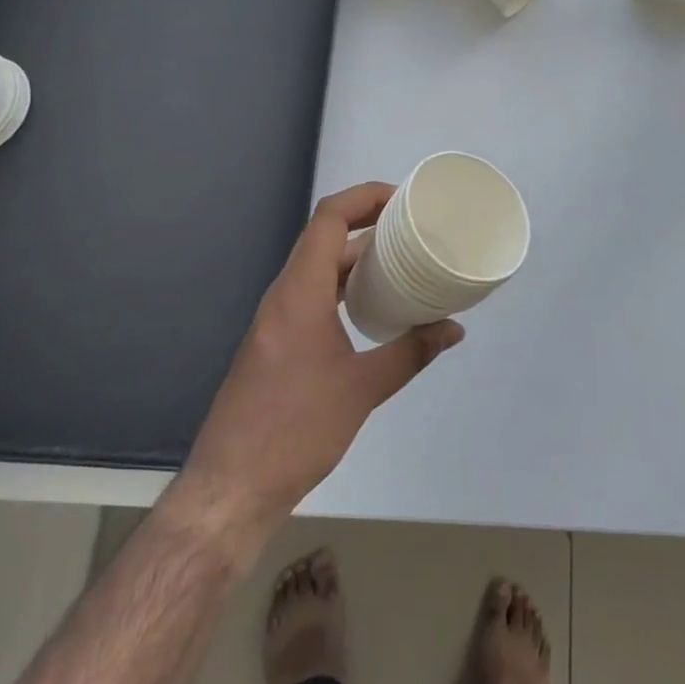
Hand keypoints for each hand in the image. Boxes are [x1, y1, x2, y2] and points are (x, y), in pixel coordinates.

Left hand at [170, 183, 464, 550]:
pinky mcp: (276, 340)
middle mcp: (284, 293)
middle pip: (324, 235)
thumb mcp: (362, 389)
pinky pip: (312, 292)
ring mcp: (276, 317)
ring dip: (356, 255)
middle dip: (368, 222)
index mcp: (300, 290)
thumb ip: (410, 352)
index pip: (329, 217)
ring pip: (318, 265)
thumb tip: (453, 329)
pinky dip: (343, 284)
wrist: (231, 487)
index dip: (365, 196)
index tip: (403, 200)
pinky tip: (372, 305)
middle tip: (412, 227)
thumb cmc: (295, 430)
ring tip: (400, 258)